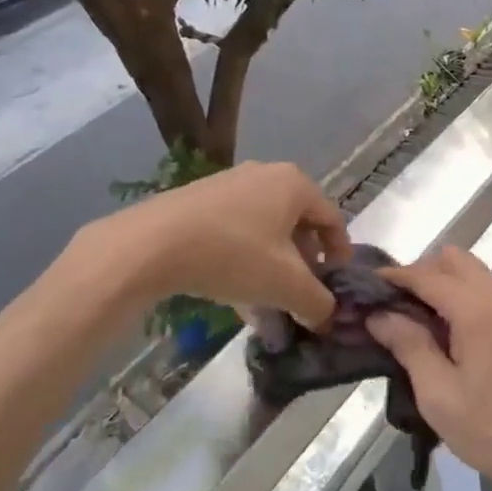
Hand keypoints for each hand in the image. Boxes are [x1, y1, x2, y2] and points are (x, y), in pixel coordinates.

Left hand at [77, 161, 350, 327]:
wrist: (151, 244)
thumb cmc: (233, 255)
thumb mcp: (286, 285)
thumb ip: (317, 302)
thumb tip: (328, 316)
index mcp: (295, 184)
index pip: (333, 219)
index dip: (340, 255)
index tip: (336, 286)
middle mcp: (265, 174)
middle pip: (298, 224)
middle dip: (303, 263)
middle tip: (301, 295)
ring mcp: (229, 184)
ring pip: (265, 230)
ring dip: (273, 265)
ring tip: (267, 302)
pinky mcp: (199, 199)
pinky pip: (236, 230)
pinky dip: (244, 259)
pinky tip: (234, 292)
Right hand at [365, 246, 491, 490]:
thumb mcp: (438, 394)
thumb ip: (408, 345)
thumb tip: (379, 315)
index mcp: (477, 310)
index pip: (428, 275)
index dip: (395, 276)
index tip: (367, 286)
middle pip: (455, 260)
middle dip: (421, 273)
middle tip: (394, 305)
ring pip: (474, 273)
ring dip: (444, 283)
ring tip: (416, 319)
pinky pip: (488, 291)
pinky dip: (463, 296)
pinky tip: (448, 331)